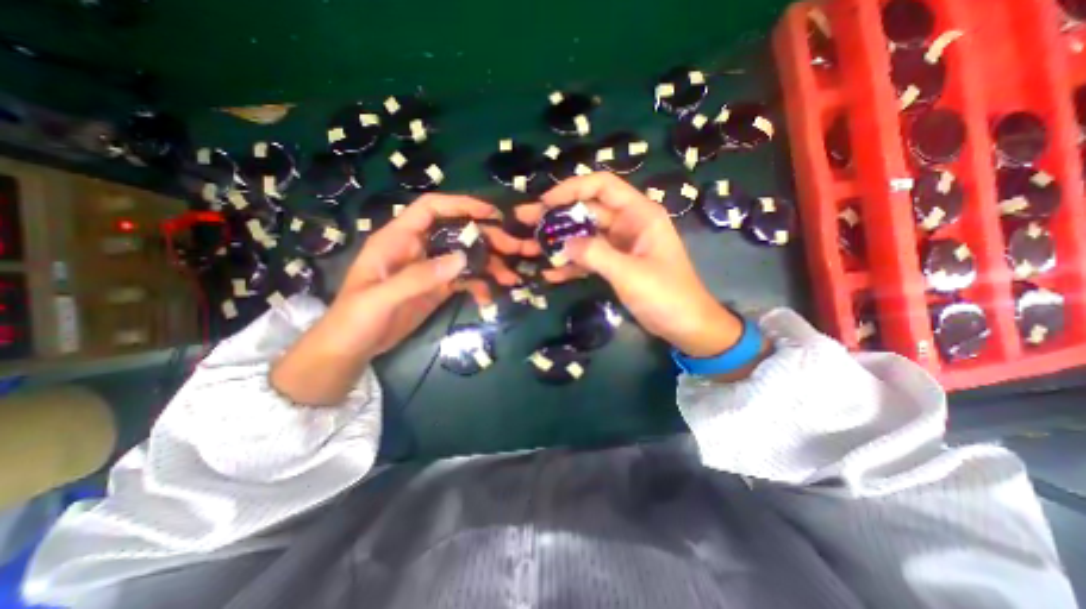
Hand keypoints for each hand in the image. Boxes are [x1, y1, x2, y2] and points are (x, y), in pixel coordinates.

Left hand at [274, 193, 533, 404]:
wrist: (353, 349)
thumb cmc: (355, 318)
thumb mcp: (381, 298)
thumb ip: (418, 277)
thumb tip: (462, 258)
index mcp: (399, 239)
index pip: (432, 208)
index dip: (461, 204)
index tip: (491, 213)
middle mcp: (419, 248)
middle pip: (458, 232)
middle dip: (488, 238)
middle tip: (516, 249)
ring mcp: (432, 268)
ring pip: (467, 256)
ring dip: (490, 265)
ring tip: (511, 278)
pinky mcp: (439, 287)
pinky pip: (466, 279)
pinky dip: (480, 285)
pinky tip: (489, 298)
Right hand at [516, 172, 747, 357]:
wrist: (686, 326)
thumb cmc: (666, 295)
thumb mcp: (630, 273)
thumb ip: (595, 254)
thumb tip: (562, 243)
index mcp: (639, 214)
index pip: (602, 186)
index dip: (572, 188)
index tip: (545, 202)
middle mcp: (628, 224)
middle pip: (587, 210)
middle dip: (556, 216)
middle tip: (525, 220)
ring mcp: (619, 245)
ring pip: (583, 235)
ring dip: (558, 241)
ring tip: (528, 247)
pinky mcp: (614, 264)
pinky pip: (588, 257)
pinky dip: (570, 264)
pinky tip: (549, 273)